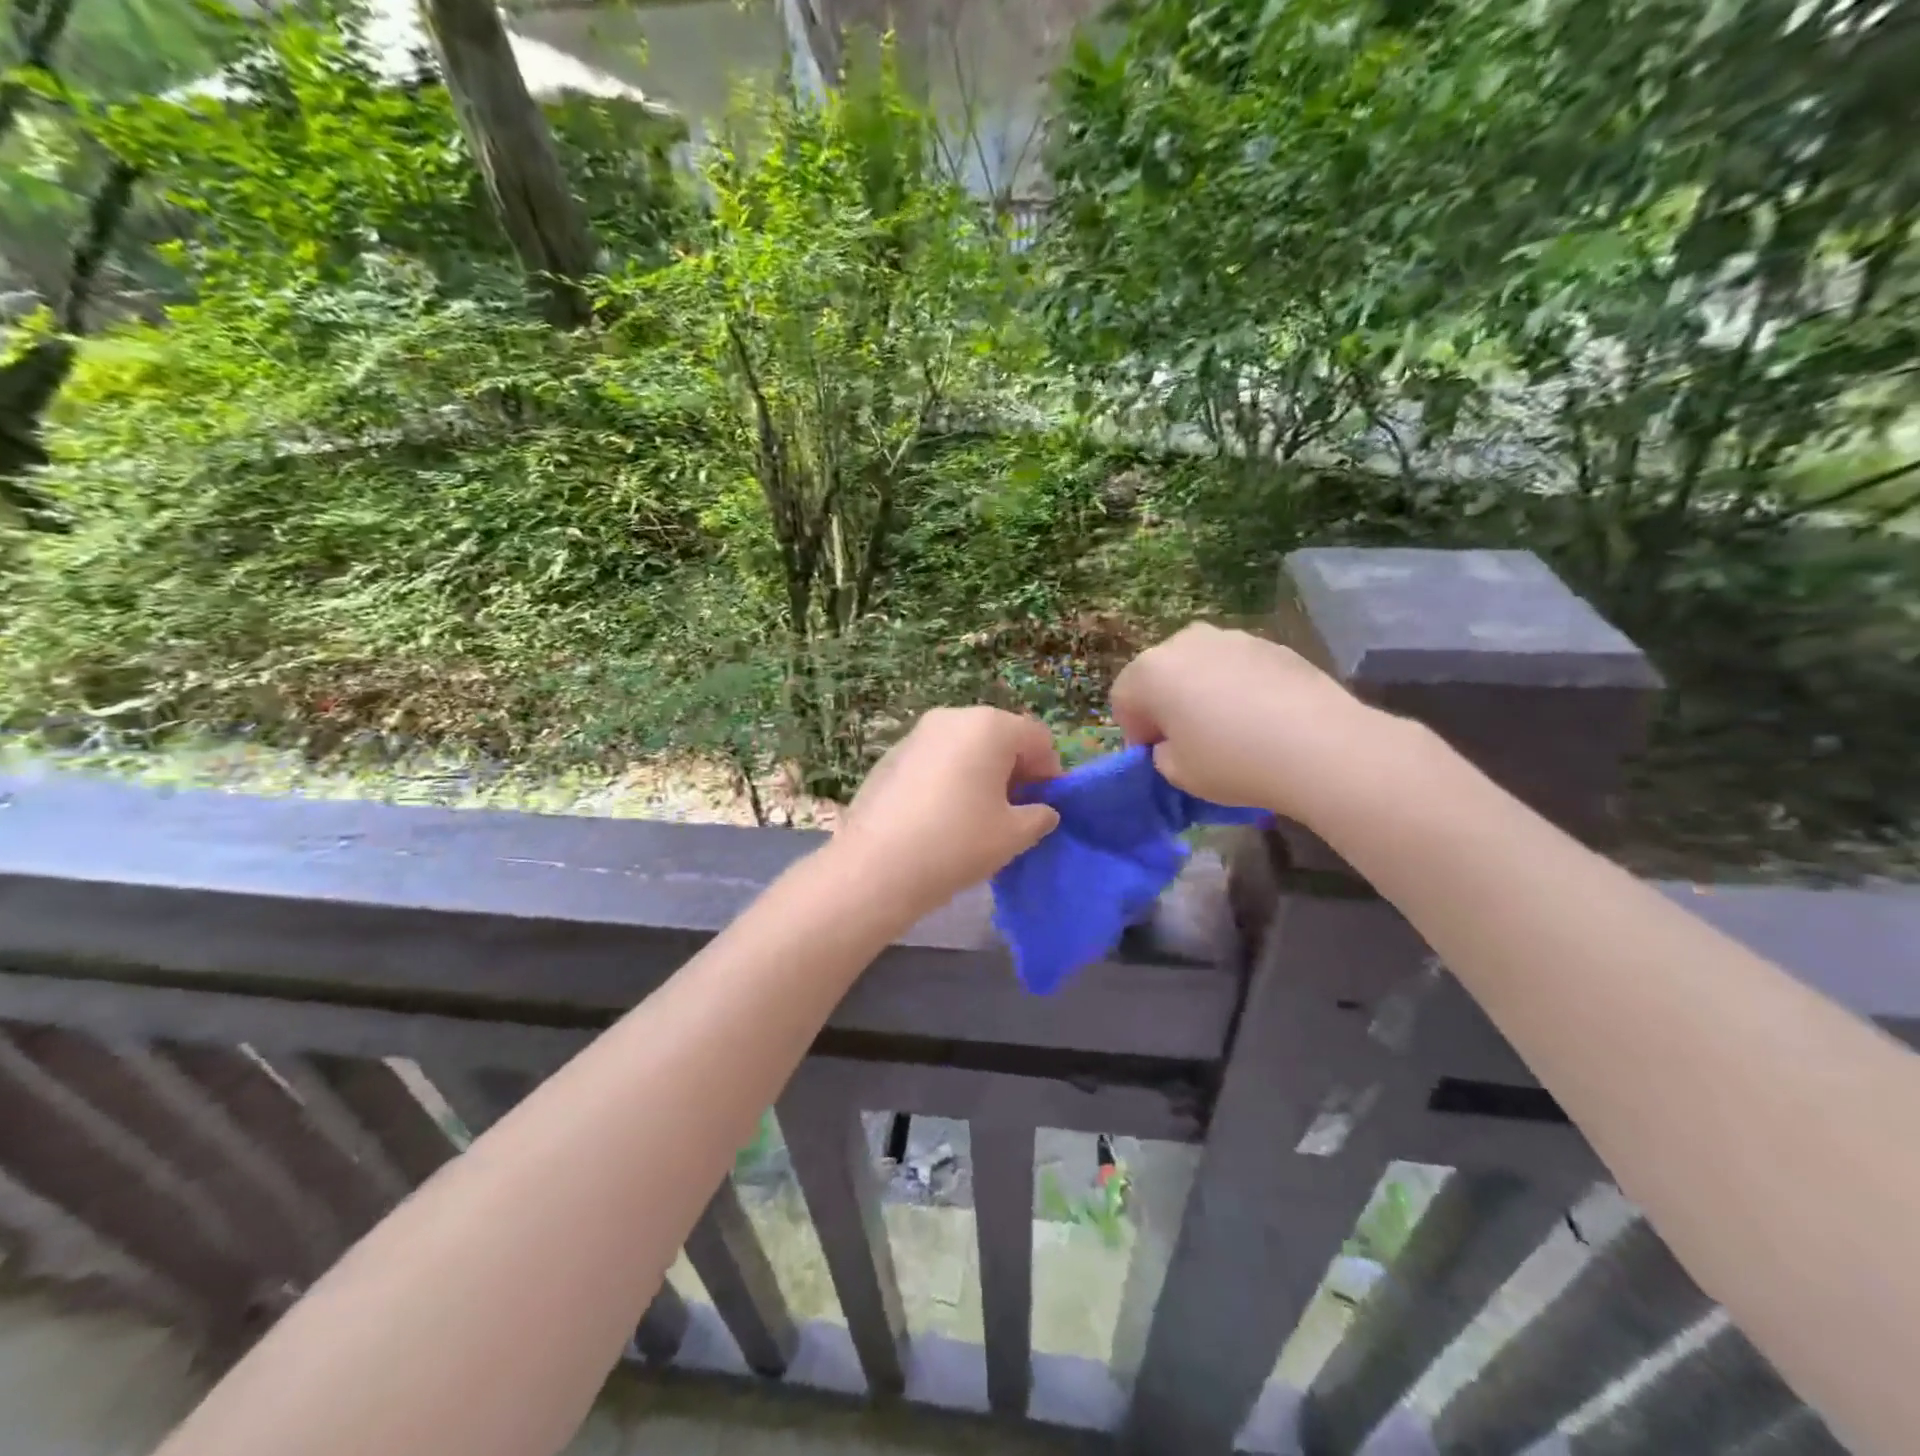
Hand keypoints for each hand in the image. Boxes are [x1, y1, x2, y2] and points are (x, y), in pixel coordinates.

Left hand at [832, 707, 1061, 918]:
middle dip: (1014, 770)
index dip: (1050, 773)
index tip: (1045, 808)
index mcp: (990, 726)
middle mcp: (953, 717)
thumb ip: (1039, 816)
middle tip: (1013, 812)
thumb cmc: (958, 842)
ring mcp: (917, 734)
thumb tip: (1042, 810)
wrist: (876, 866)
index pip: (1037, 739)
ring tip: (976, 817)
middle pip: (1000, 737)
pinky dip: (949, 778)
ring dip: (981, 773)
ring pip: (965, 747)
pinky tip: (941, 817)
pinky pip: (936, 759)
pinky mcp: (891, 755)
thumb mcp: (1014, 835)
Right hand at [1110, 623, 1389, 824]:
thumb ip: (1161, 754)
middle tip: (1189, 741)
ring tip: (1231, 729)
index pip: (1123, 699)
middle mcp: (1185, 642)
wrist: (1319, 746)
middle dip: (1166, 704)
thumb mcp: (1177, 774)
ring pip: (1200, 666)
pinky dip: (1239, 686)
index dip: (1135, 731)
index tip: (1157, 756)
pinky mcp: (1271, 644)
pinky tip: (1263, 718)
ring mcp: (1231, 637)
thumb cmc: (1232, 761)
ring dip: (1202, 691)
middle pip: (1160, 674)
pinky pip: (1237, 667)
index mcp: (1151, 671)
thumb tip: (1172, 743)